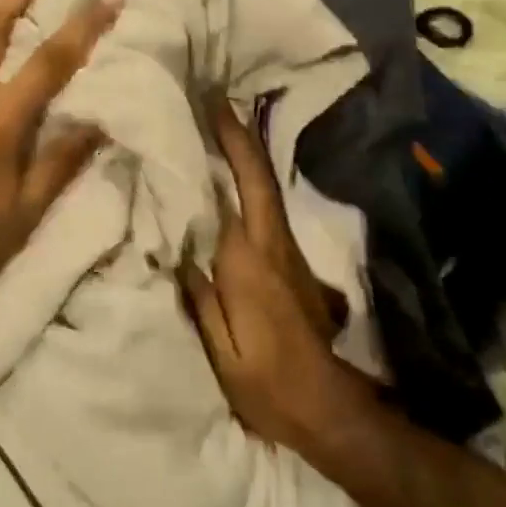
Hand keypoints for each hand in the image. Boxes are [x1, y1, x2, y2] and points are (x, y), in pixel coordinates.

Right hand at [181, 96, 363, 452]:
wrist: (326, 406)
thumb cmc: (266, 383)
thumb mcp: (221, 351)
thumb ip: (200, 296)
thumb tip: (178, 248)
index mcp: (250, 263)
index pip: (236, 191)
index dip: (227, 147)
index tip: (210, 108)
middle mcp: (273, 246)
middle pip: (259, 179)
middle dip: (240, 136)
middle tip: (217, 100)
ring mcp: (288, 253)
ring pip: (267, 190)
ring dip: (247, 155)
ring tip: (220, 128)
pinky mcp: (293, 265)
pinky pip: (267, 210)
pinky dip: (252, 183)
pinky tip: (235, 178)